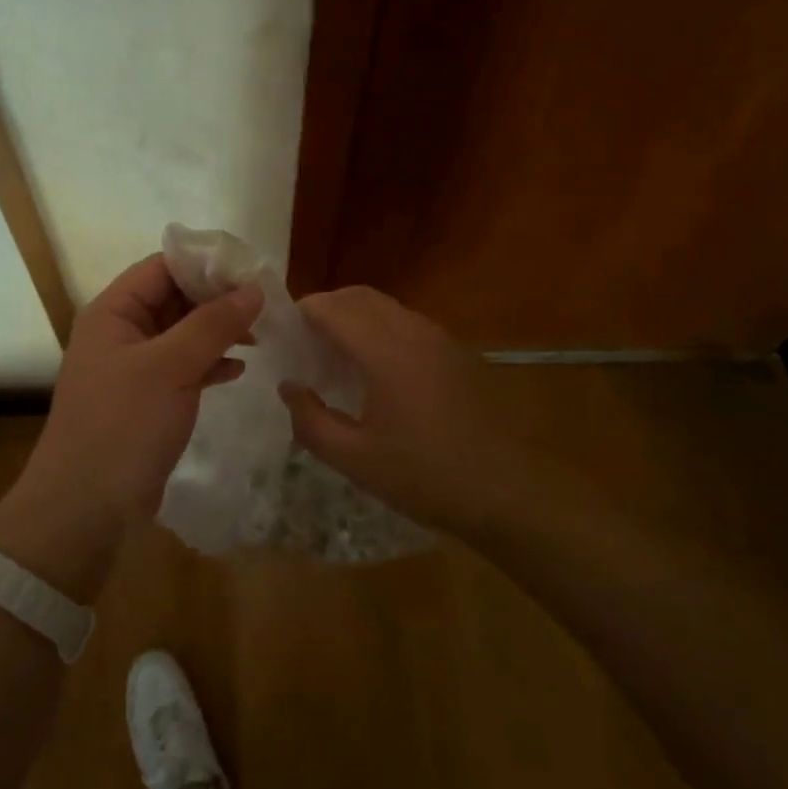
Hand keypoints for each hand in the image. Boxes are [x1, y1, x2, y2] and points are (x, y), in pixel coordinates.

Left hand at [21, 253, 262, 526]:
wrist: (85, 509)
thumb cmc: (122, 426)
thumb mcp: (169, 368)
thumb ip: (212, 324)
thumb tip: (254, 288)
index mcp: (113, 312)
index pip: (163, 267)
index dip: (207, 264)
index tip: (254, 271)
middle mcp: (121, 332)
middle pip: (175, 298)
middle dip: (218, 299)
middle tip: (268, 305)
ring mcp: (134, 368)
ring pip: (183, 334)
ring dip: (219, 331)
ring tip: (262, 335)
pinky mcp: (147, 399)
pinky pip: (183, 367)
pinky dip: (210, 364)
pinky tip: (239, 370)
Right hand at [279, 287, 532, 540]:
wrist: (504, 491)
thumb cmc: (424, 477)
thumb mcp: (355, 460)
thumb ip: (310, 421)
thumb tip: (289, 387)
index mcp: (384, 352)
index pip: (332, 308)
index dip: (302, 313)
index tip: (283, 335)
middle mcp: (412, 332)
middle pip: (358, 296)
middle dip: (325, 308)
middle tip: (305, 342)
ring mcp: (440, 338)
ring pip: (385, 306)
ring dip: (354, 317)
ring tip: (337, 354)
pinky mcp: (456, 351)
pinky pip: (408, 322)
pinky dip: (381, 328)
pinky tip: (378, 369)